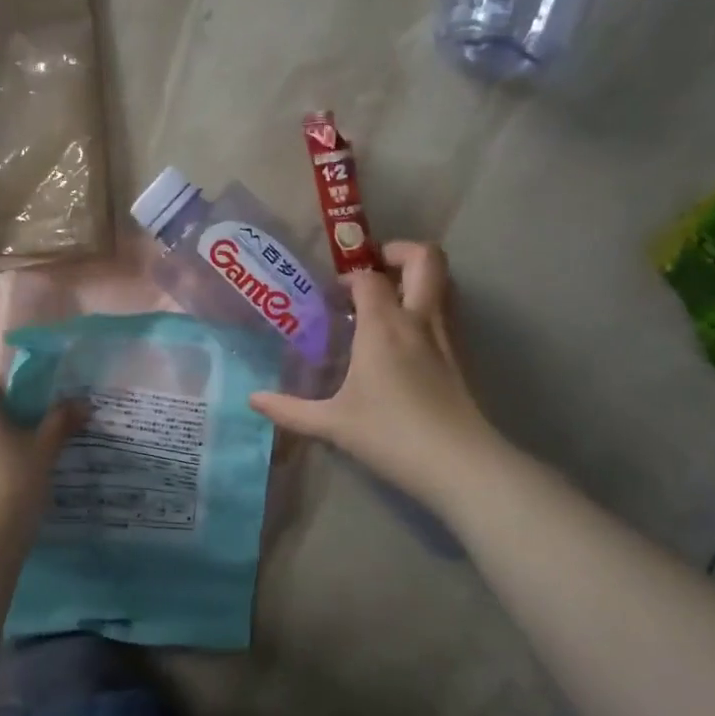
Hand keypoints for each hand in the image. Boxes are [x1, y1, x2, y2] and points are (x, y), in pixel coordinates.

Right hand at [251, 242, 503, 504]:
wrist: (459, 464)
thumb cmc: (390, 435)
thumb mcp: (332, 424)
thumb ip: (290, 409)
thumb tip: (252, 400)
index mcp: (384, 326)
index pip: (368, 277)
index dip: (349, 277)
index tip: (332, 296)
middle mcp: (418, 319)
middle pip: (425, 258)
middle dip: (399, 251)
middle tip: (373, 269)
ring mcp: (446, 336)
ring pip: (443, 282)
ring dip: (416, 277)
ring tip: (387, 299)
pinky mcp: (462, 356)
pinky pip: (446, 310)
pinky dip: (427, 306)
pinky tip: (403, 338)